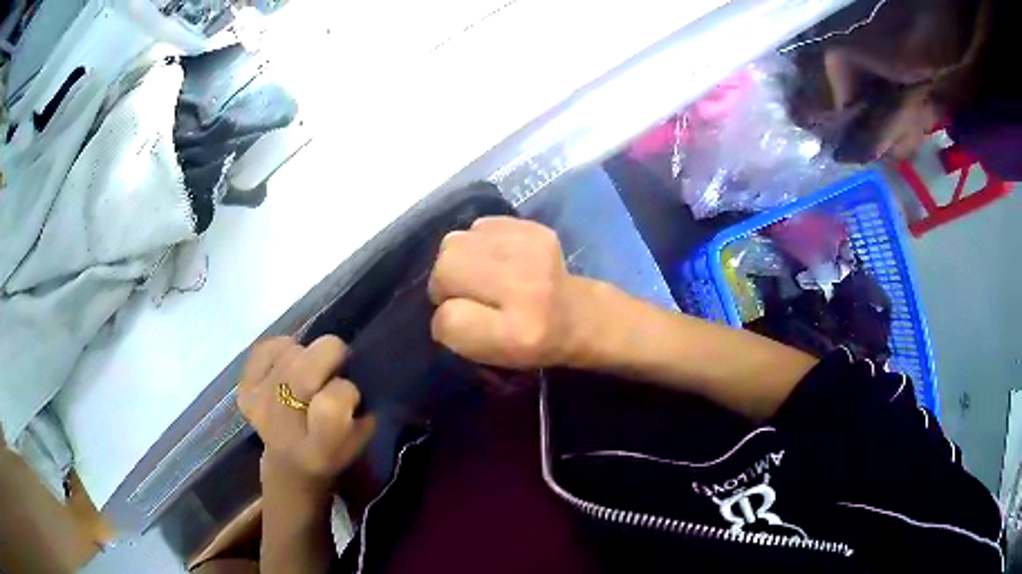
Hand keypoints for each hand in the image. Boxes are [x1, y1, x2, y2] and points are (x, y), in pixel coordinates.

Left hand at [238, 336, 375, 487]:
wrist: (289, 464)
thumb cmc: (333, 450)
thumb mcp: (359, 440)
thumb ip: (361, 410)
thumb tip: (354, 370)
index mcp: (319, 450)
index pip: (331, 405)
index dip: (346, 391)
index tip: (352, 397)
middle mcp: (282, 429)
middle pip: (303, 370)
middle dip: (330, 356)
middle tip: (336, 367)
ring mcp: (258, 406)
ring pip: (290, 352)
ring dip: (308, 355)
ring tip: (311, 373)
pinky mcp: (244, 389)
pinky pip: (265, 348)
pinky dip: (282, 349)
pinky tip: (288, 367)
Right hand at [428, 217, 588, 368]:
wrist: (580, 315)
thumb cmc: (533, 345)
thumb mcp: (494, 359)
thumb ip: (458, 335)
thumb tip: (441, 302)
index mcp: (518, 335)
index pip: (448, 320)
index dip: (444, 324)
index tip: (460, 326)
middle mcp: (526, 289)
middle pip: (446, 270)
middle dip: (443, 285)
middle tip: (461, 295)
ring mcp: (532, 251)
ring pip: (455, 242)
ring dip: (457, 261)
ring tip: (478, 275)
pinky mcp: (535, 228)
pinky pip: (478, 226)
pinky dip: (477, 243)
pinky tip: (496, 258)